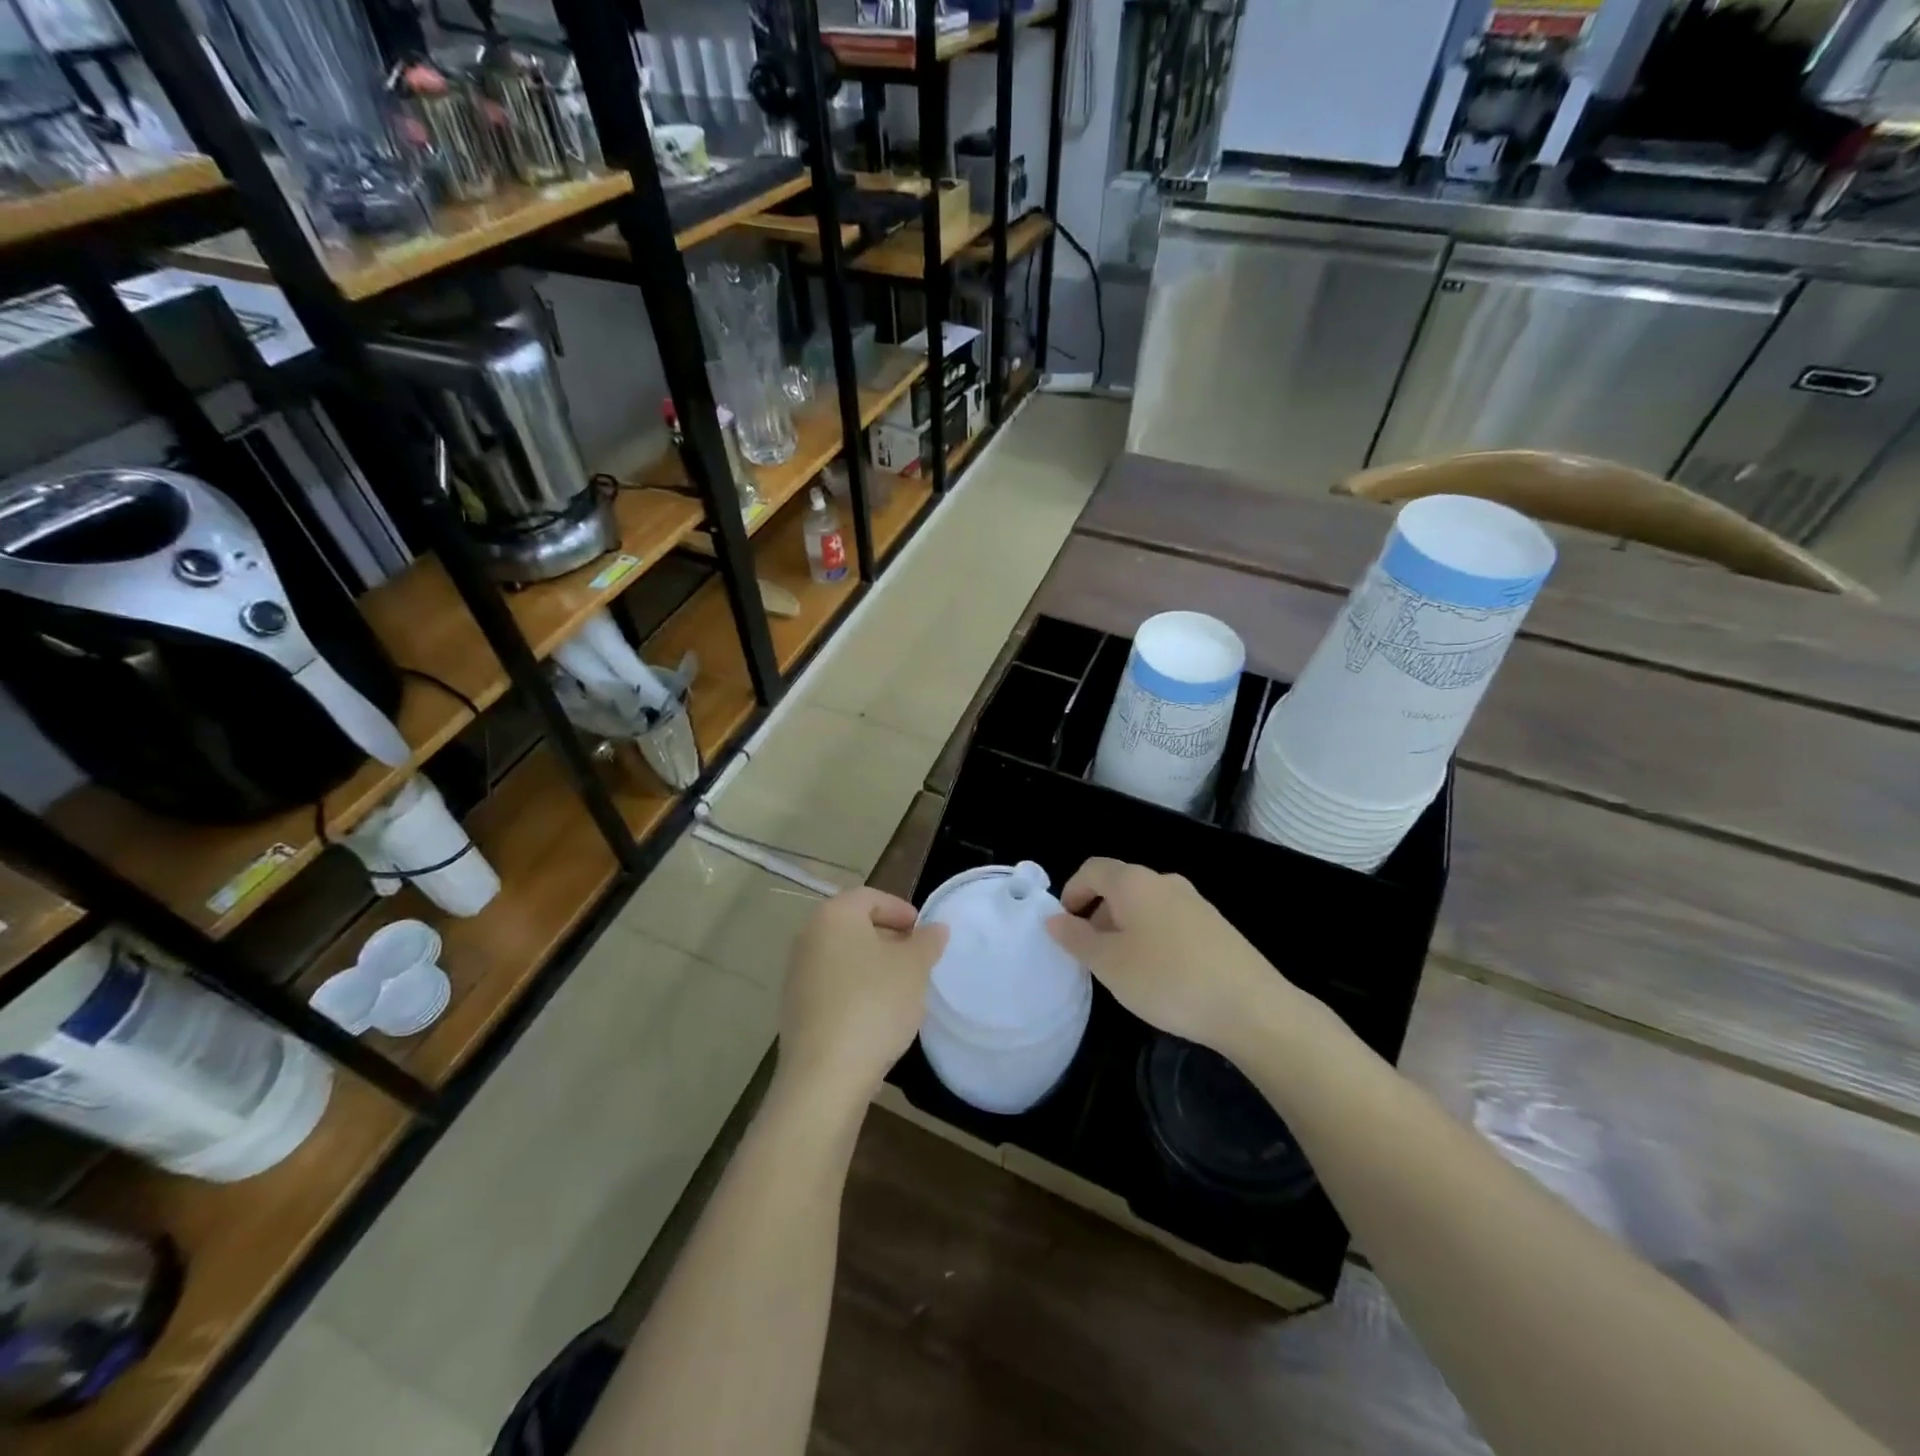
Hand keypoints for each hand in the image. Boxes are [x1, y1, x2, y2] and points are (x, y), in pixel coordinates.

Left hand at [776, 887, 947, 1107]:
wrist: (826, 1075)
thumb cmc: (874, 1004)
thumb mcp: (914, 968)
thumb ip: (927, 942)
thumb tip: (935, 929)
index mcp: (834, 916)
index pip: (869, 897)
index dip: (900, 910)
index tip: (922, 932)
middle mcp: (808, 938)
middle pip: (853, 926)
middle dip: (888, 938)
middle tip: (917, 959)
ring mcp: (797, 976)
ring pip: (843, 958)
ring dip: (872, 966)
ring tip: (902, 989)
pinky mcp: (796, 1010)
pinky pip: (832, 987)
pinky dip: (856, 990)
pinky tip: (877, 1016)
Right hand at [1045, 858, 1308, 1061]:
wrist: (1251, 1007)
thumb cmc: (1167, 979)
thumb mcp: (1109, 964)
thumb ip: (1076, 938)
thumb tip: (1053, 919)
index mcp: (1134, 882)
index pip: (1092, 870)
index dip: (1072, 892)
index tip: (1064, 927)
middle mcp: (1165, 882)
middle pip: (1120, 887)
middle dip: (1098, 915)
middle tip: (1091, 955)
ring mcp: (1195, 903)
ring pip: (1146, 906)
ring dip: (1125, 929)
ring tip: (1124, 971)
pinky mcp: (1216, 926)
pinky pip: (1170, 922)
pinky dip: (1153, 939)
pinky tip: (1161, 977)